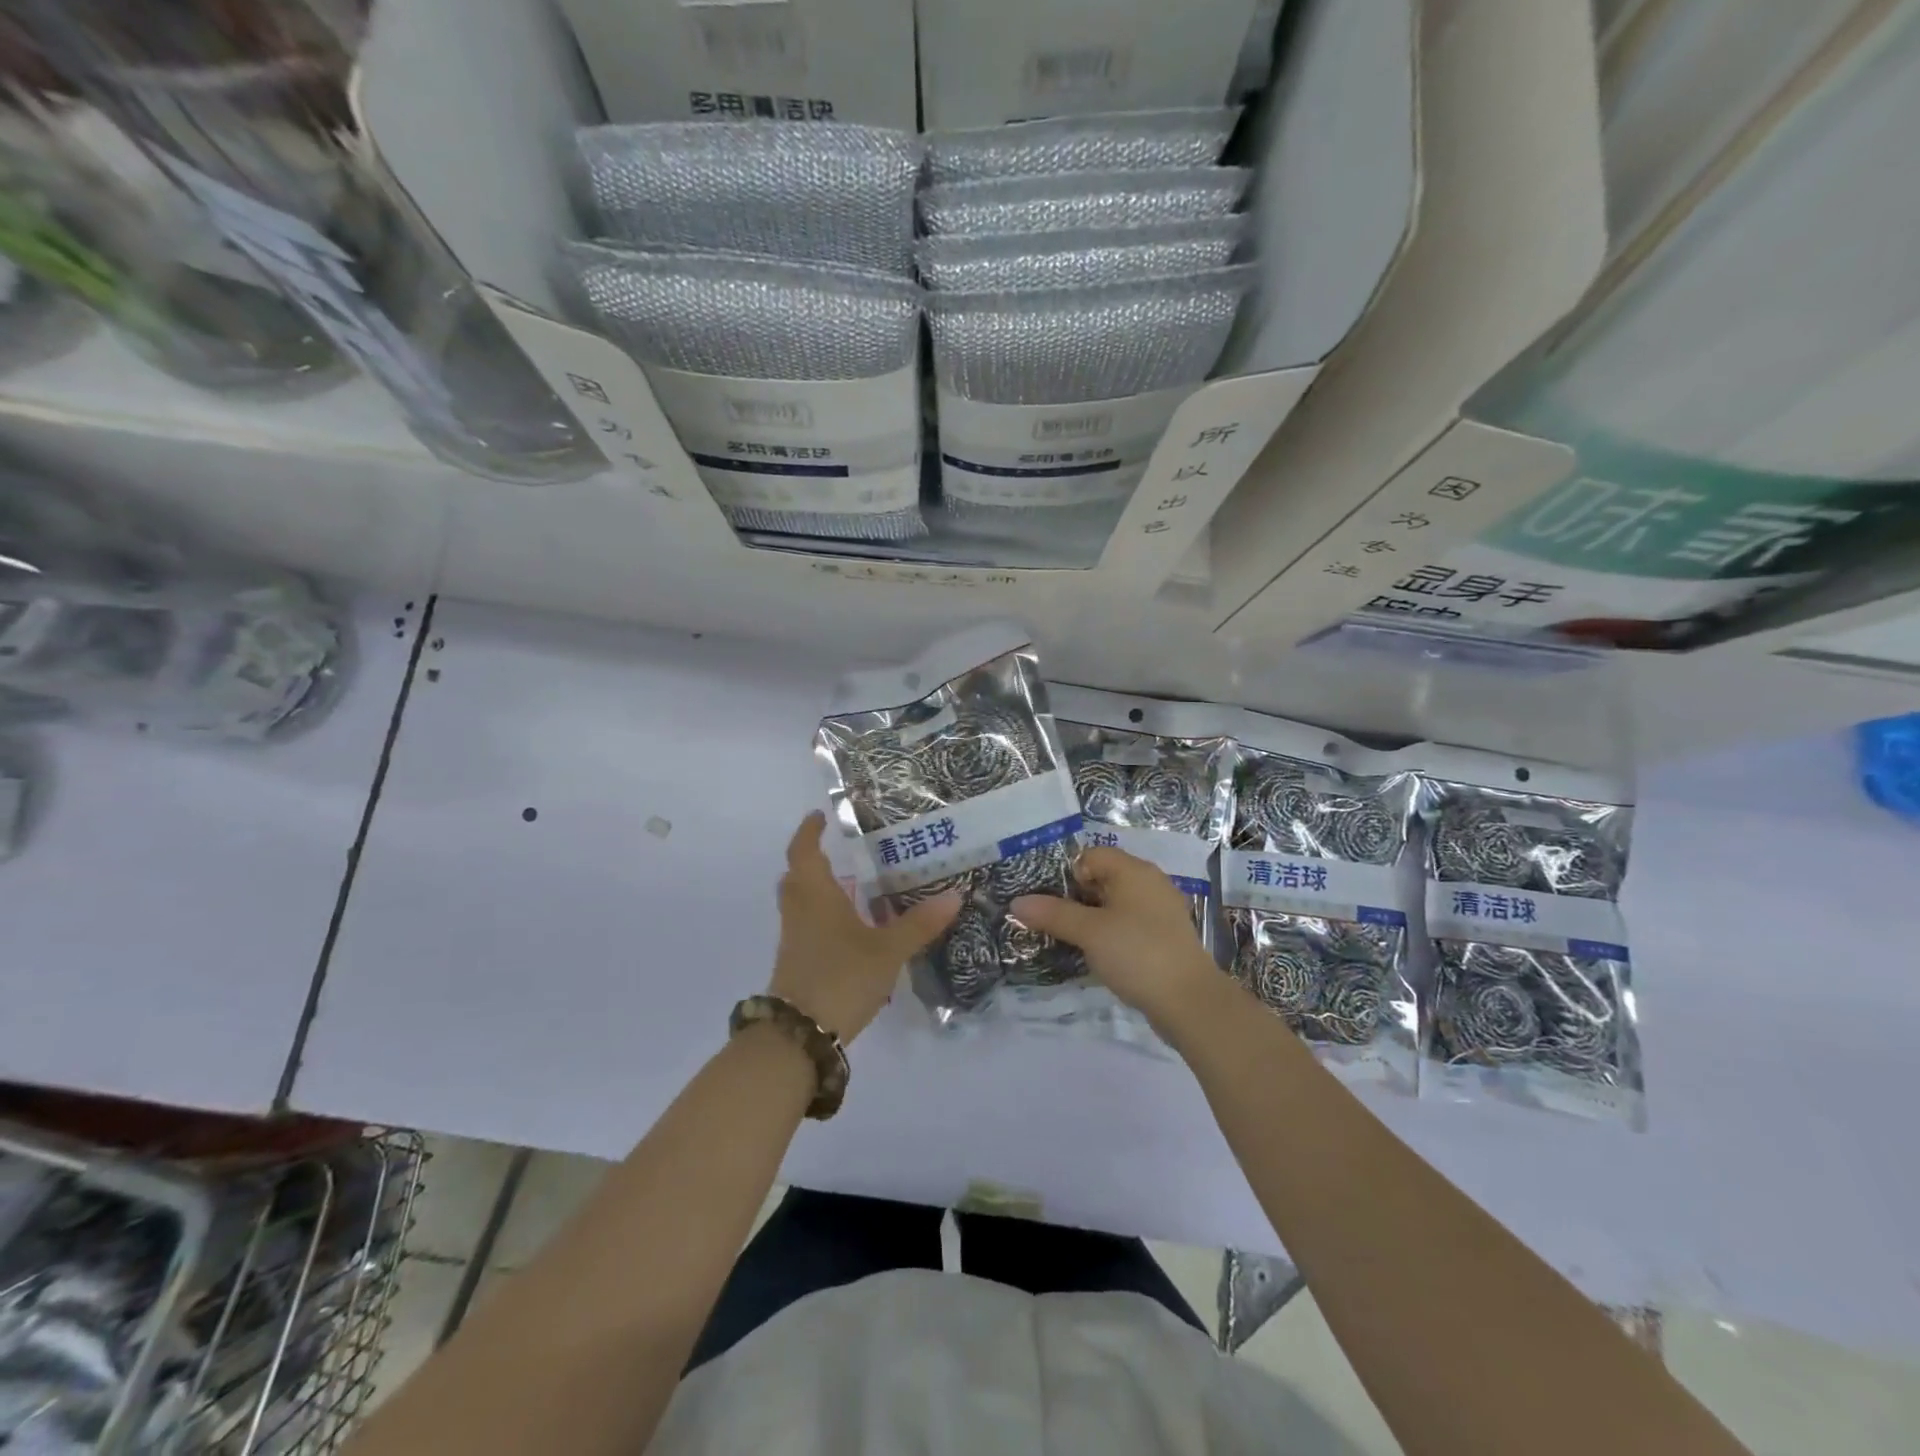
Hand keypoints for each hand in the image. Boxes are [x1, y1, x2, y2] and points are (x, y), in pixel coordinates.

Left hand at [770, 811, 960, 1042]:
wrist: (801, 1035)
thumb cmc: (841, 977)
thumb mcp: (887, 950)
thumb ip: (918, 924)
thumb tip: (954, 895)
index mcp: (815, 895)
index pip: (804, 852)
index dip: (809, 832)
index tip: (820, 816)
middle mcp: (799, 911)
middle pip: (797, 876)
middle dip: (814, 860)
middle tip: (841, 852)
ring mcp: (794, 939)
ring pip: (800, 903)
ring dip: (819, 889)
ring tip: (852, 887)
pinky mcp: (796, 963)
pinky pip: (807, 926)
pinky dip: (823, 917)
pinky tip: (851, 929)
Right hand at [1010, 847, 1219, 1029]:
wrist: (1189, 1001)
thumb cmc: (1136, 953)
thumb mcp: (1089, 932)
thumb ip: (1053, 914)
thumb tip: (1016, 903)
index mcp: (1133, 870)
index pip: (1091, 855)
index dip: (1067, 875)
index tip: (1051, 903)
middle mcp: (1149, 883)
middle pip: (1102, 878)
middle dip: (1075, 898)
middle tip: (1054, 923)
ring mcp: (1160, 911)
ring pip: (1115, 905)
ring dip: (1092, 920)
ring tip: (1072, 942)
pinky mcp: (1164, 937)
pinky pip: (1129, 925)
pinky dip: (1111, 935)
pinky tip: (1100, 957)